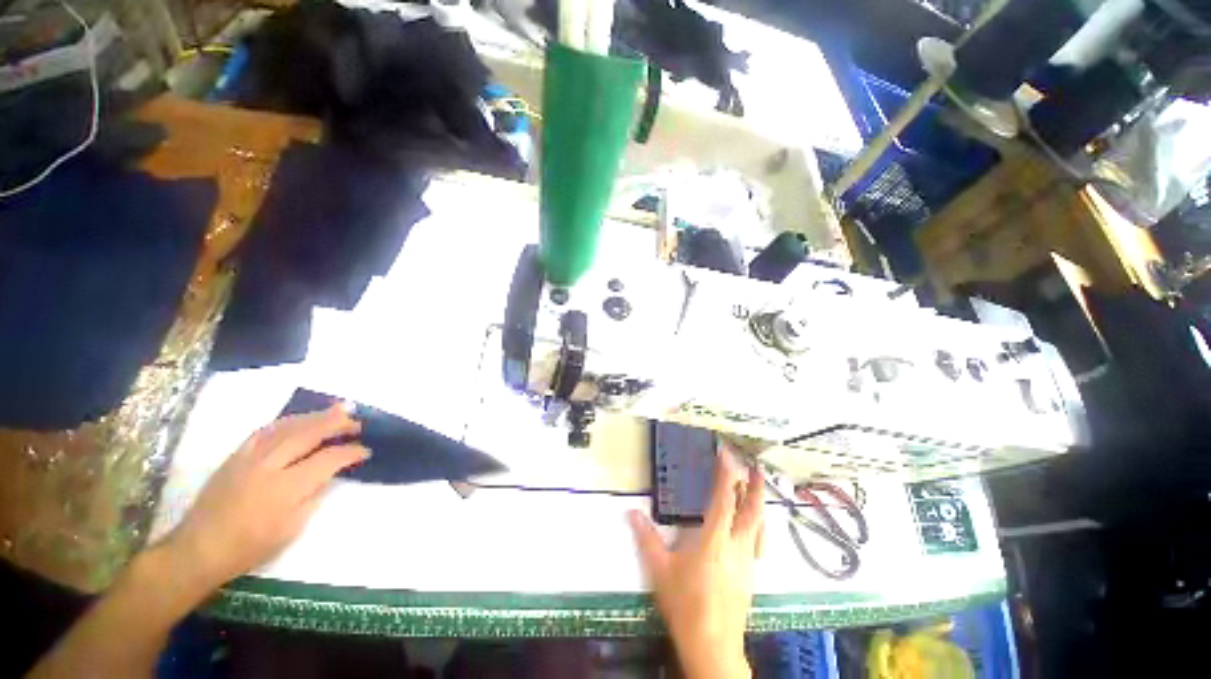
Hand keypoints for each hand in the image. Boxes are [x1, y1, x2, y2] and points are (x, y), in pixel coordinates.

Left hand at [162, 404, 368, 595]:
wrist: (199, 549)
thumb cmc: (251, 546)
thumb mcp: (292, 527)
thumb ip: (314, 494)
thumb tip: (330, 473)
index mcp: (286, 488)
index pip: (328, 459)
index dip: (351, 452)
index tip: (366, 451)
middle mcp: (269, 465)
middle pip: (309, 433)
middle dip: (337, 424)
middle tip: (357, 421)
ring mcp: (249, 457)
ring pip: (288, 426)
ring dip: (316, 417)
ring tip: (337, 411)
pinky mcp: (236, 455)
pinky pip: (266, 430)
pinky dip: (288, 421)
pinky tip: (300, 420)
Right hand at [629, 449, 764, 678]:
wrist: (712, 645)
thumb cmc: (685, 604)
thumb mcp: (660, 570)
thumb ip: (646, 539)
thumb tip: (631, 512)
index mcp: (715, 540)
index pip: (724, 499)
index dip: (726, 474)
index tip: (726, 455)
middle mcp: (736, 546)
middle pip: (752, 511)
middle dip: (755, 486)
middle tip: (755, 466)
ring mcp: (746, 561)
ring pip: (759, 525)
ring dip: (758, 503)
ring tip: (757, 487)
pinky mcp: (750, 574)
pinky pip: (757, 541)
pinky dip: (757, 524)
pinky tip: (752, 525)